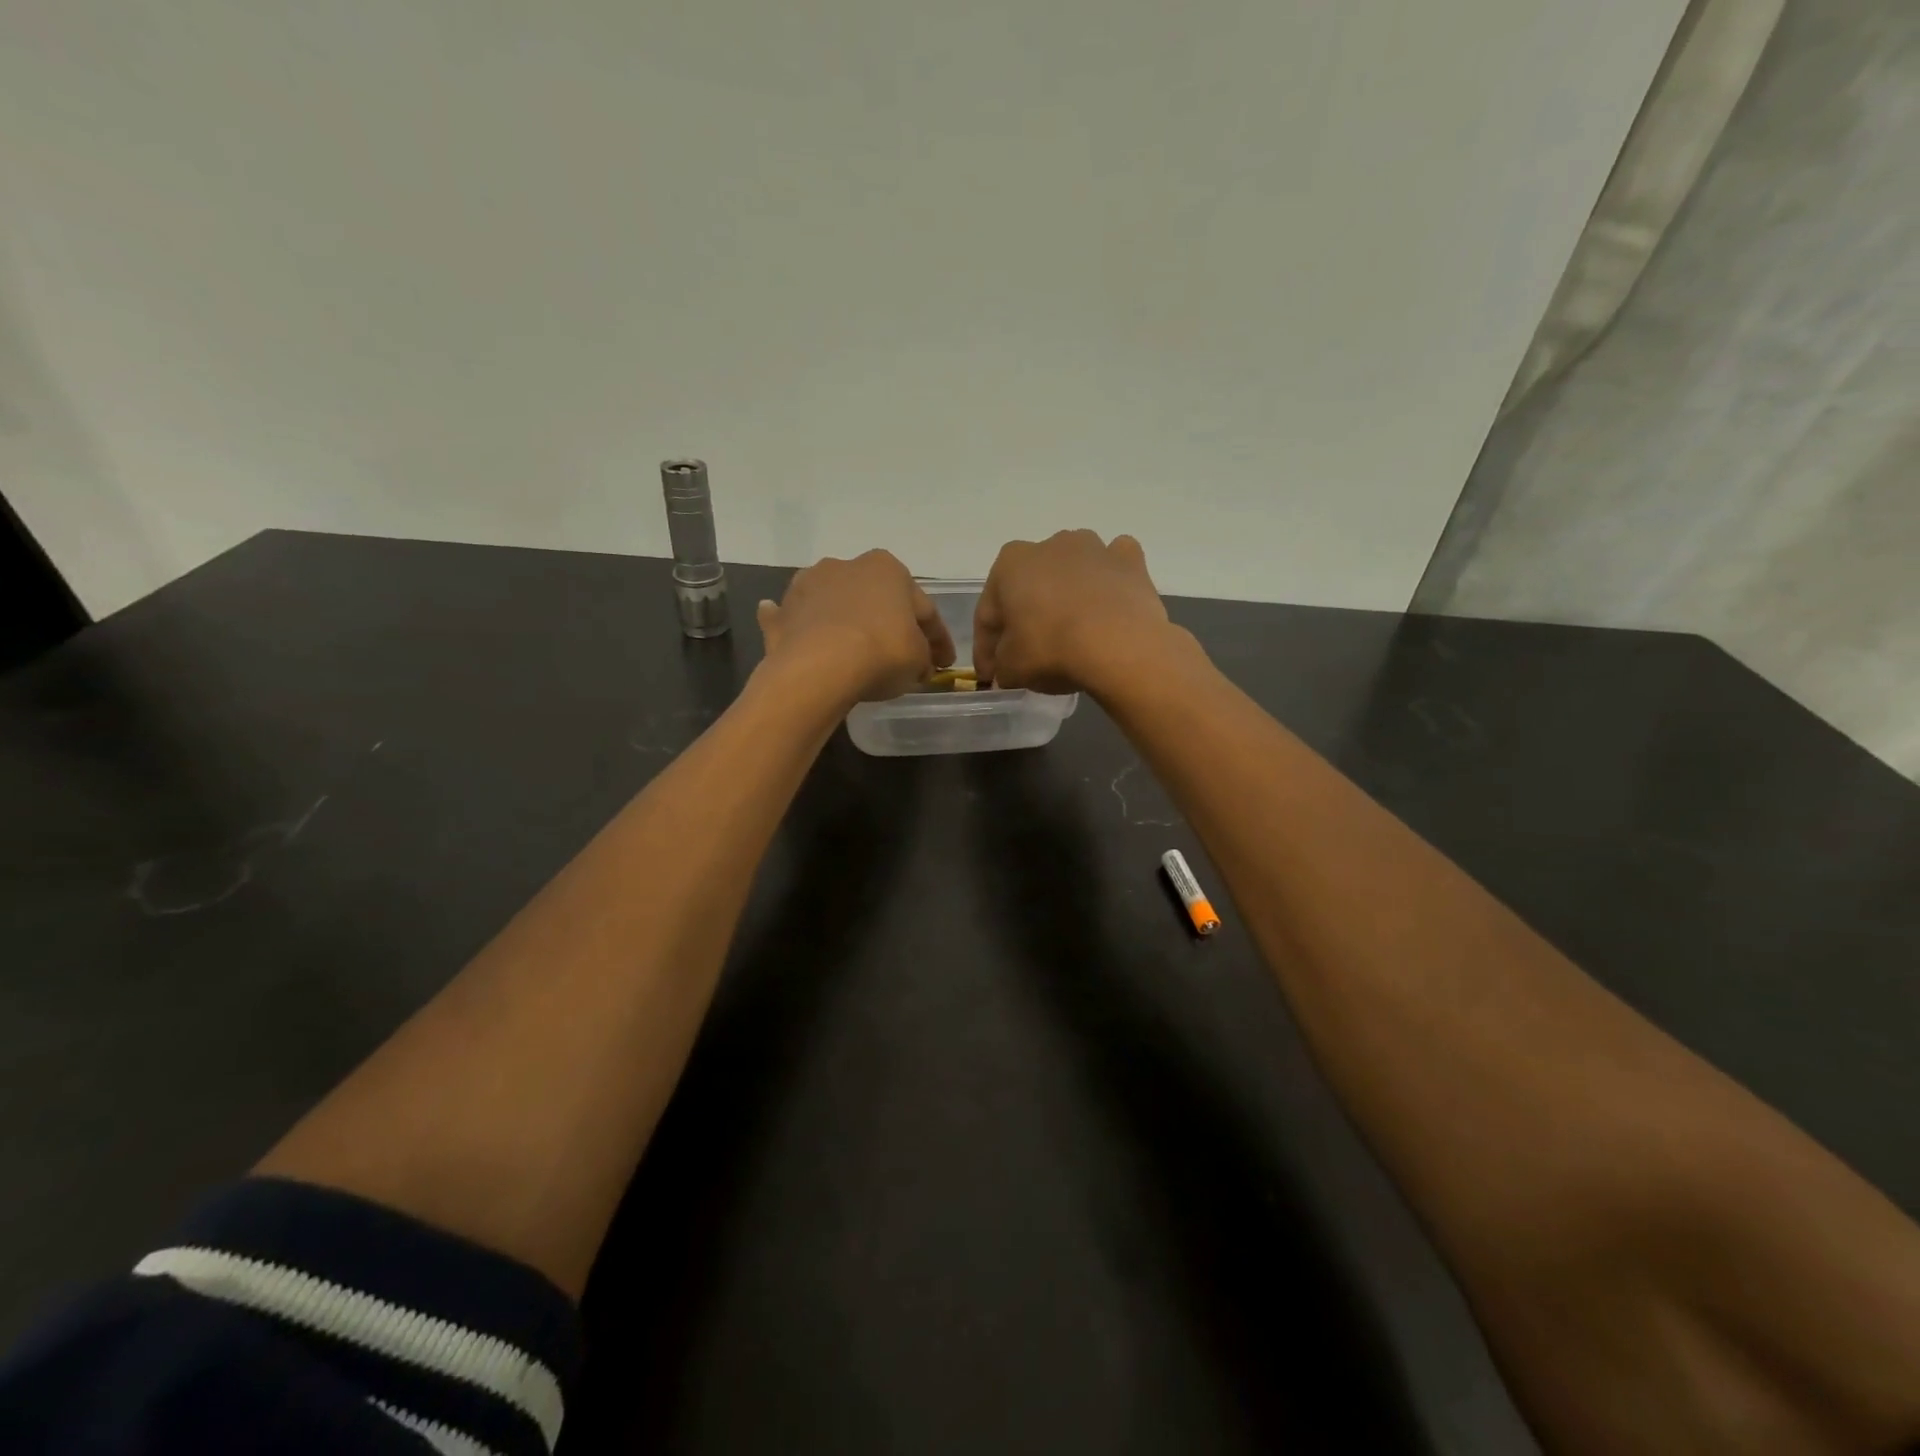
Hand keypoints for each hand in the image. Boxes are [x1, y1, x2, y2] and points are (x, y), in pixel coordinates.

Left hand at [756, 551, 955, 703]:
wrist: (818, 668)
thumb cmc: (880, 653)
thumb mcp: (918, 661)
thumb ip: (923, 657)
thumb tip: (919, 664)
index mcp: (888, 569)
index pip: (923, 608)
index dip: (937, 638)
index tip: (943, 663)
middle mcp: (847, 565)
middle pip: (876, 599)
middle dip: (888, 621)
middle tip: (900, 652)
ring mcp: (809, 585)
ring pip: (835, 603)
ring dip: (844, 617)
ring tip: (853, 644)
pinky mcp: (783, 611)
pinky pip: (796, 617)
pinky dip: (800, 623)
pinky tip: (801, 633)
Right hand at [973, 530, 1188, 695]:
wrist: (1121, 646)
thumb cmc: (1053, 650)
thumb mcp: (1011, 668)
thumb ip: (1001, 664)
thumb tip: (1006, 668)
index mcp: (1010, 564)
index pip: (988, 613)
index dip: (985, 648)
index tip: (991, 675)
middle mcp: (1050, 545)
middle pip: (1030, 587)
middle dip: (1025, 616)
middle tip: (1027, 653)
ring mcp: (1093, 548)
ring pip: (1071, 571)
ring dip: (1066, 594)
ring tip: (1070, 631)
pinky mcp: (1130, 560)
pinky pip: (1112, 568)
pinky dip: (1108, 582)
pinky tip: (1108, 605)